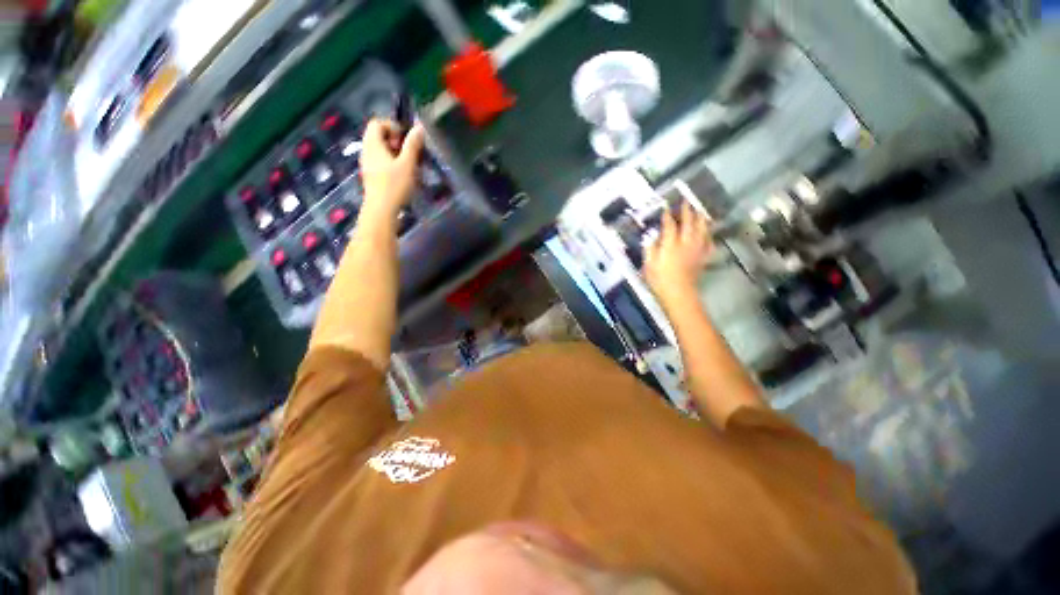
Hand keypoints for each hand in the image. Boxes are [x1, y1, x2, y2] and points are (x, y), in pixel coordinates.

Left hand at [359, 119, 425, 216]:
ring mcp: (368, 165)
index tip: (406, 139)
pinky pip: (381, 162)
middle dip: (396, 141)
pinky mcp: (371, 177)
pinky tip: (403, 176)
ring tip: (409, 165)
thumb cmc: (394, 185)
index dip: (393, 126)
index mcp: (372, 144)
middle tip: (409, 153)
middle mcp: (367, 151)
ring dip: (395, 154)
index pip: (377, 123)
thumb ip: (413, 145)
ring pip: (381, 151)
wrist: (381, 210)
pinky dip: (392, 164)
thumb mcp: (408, 164)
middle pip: (378, 136)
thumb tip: (419, 127)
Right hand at [644, 202, 713, 307]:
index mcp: (671, 244)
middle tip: (686, 201)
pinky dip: (708, 236)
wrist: (679, 293)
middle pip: (689, 222)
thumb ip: (650, 248)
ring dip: (701, 219)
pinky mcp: (703, 257)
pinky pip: (709, 243)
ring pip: (702, 229)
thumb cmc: (660, 280)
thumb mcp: (649, 264)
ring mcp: (697, 249)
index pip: (670, 225)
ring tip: (700, 212)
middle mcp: (686, 243)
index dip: (668, 215)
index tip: (666, 206)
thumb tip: (651, 237)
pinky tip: (707, 235)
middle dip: (687, 210)